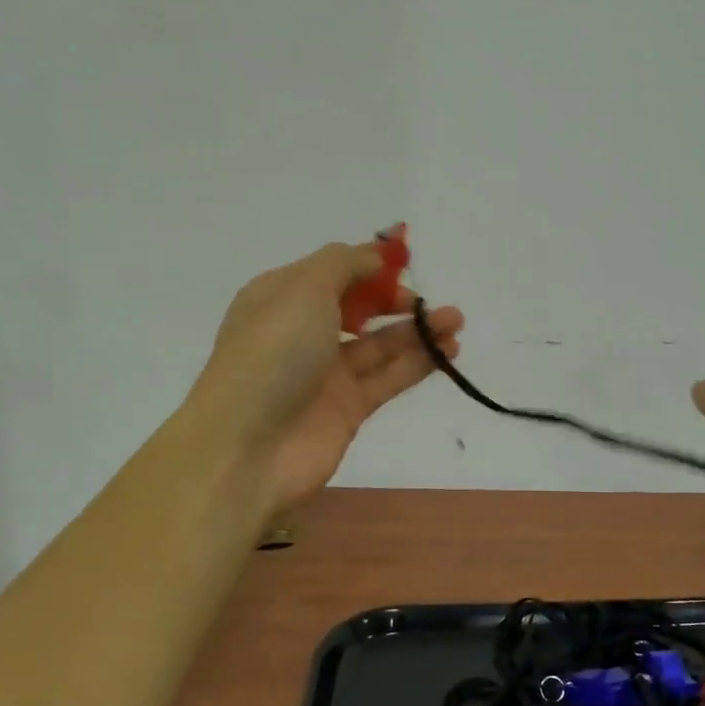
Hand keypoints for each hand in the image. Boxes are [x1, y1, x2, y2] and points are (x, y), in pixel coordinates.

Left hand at [188, 240, 462, 517]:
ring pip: (380, 345)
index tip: (408, 262)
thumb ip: (344, 264)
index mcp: (282, 297)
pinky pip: (388, 378)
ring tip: (457, 322)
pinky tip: (449, 352)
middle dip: (397, 300)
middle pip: (359, 308)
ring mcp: (326, 373)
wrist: (247, 448)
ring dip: (418, 331)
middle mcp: (304, 332)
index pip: (333, 271)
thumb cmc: (272, 355)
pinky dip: (418, 364)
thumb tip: (375, 257)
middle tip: (430, 303)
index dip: (370, 265)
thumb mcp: (303, 289)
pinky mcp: (348, 408)